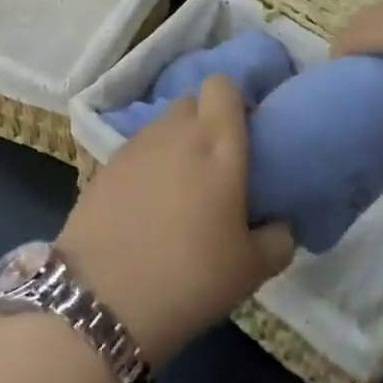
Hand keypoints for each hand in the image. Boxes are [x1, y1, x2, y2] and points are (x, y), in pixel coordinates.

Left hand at [56, 75, 295, 367]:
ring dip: (175, 143)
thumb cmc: (191, 277)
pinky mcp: (104, 164)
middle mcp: (174, 132)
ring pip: (162, 126)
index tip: (244, 135)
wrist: (105, 297)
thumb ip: (278, 237)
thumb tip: (278, 223)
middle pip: (191, 102)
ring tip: (181, 189)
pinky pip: (136, 150)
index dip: (234, 102)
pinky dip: (147, 165)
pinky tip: (147, 204)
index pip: (222, 85)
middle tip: (216, 165)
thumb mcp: (253, 269)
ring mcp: (134, 145)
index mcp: (217, 143)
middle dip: (205, 122)